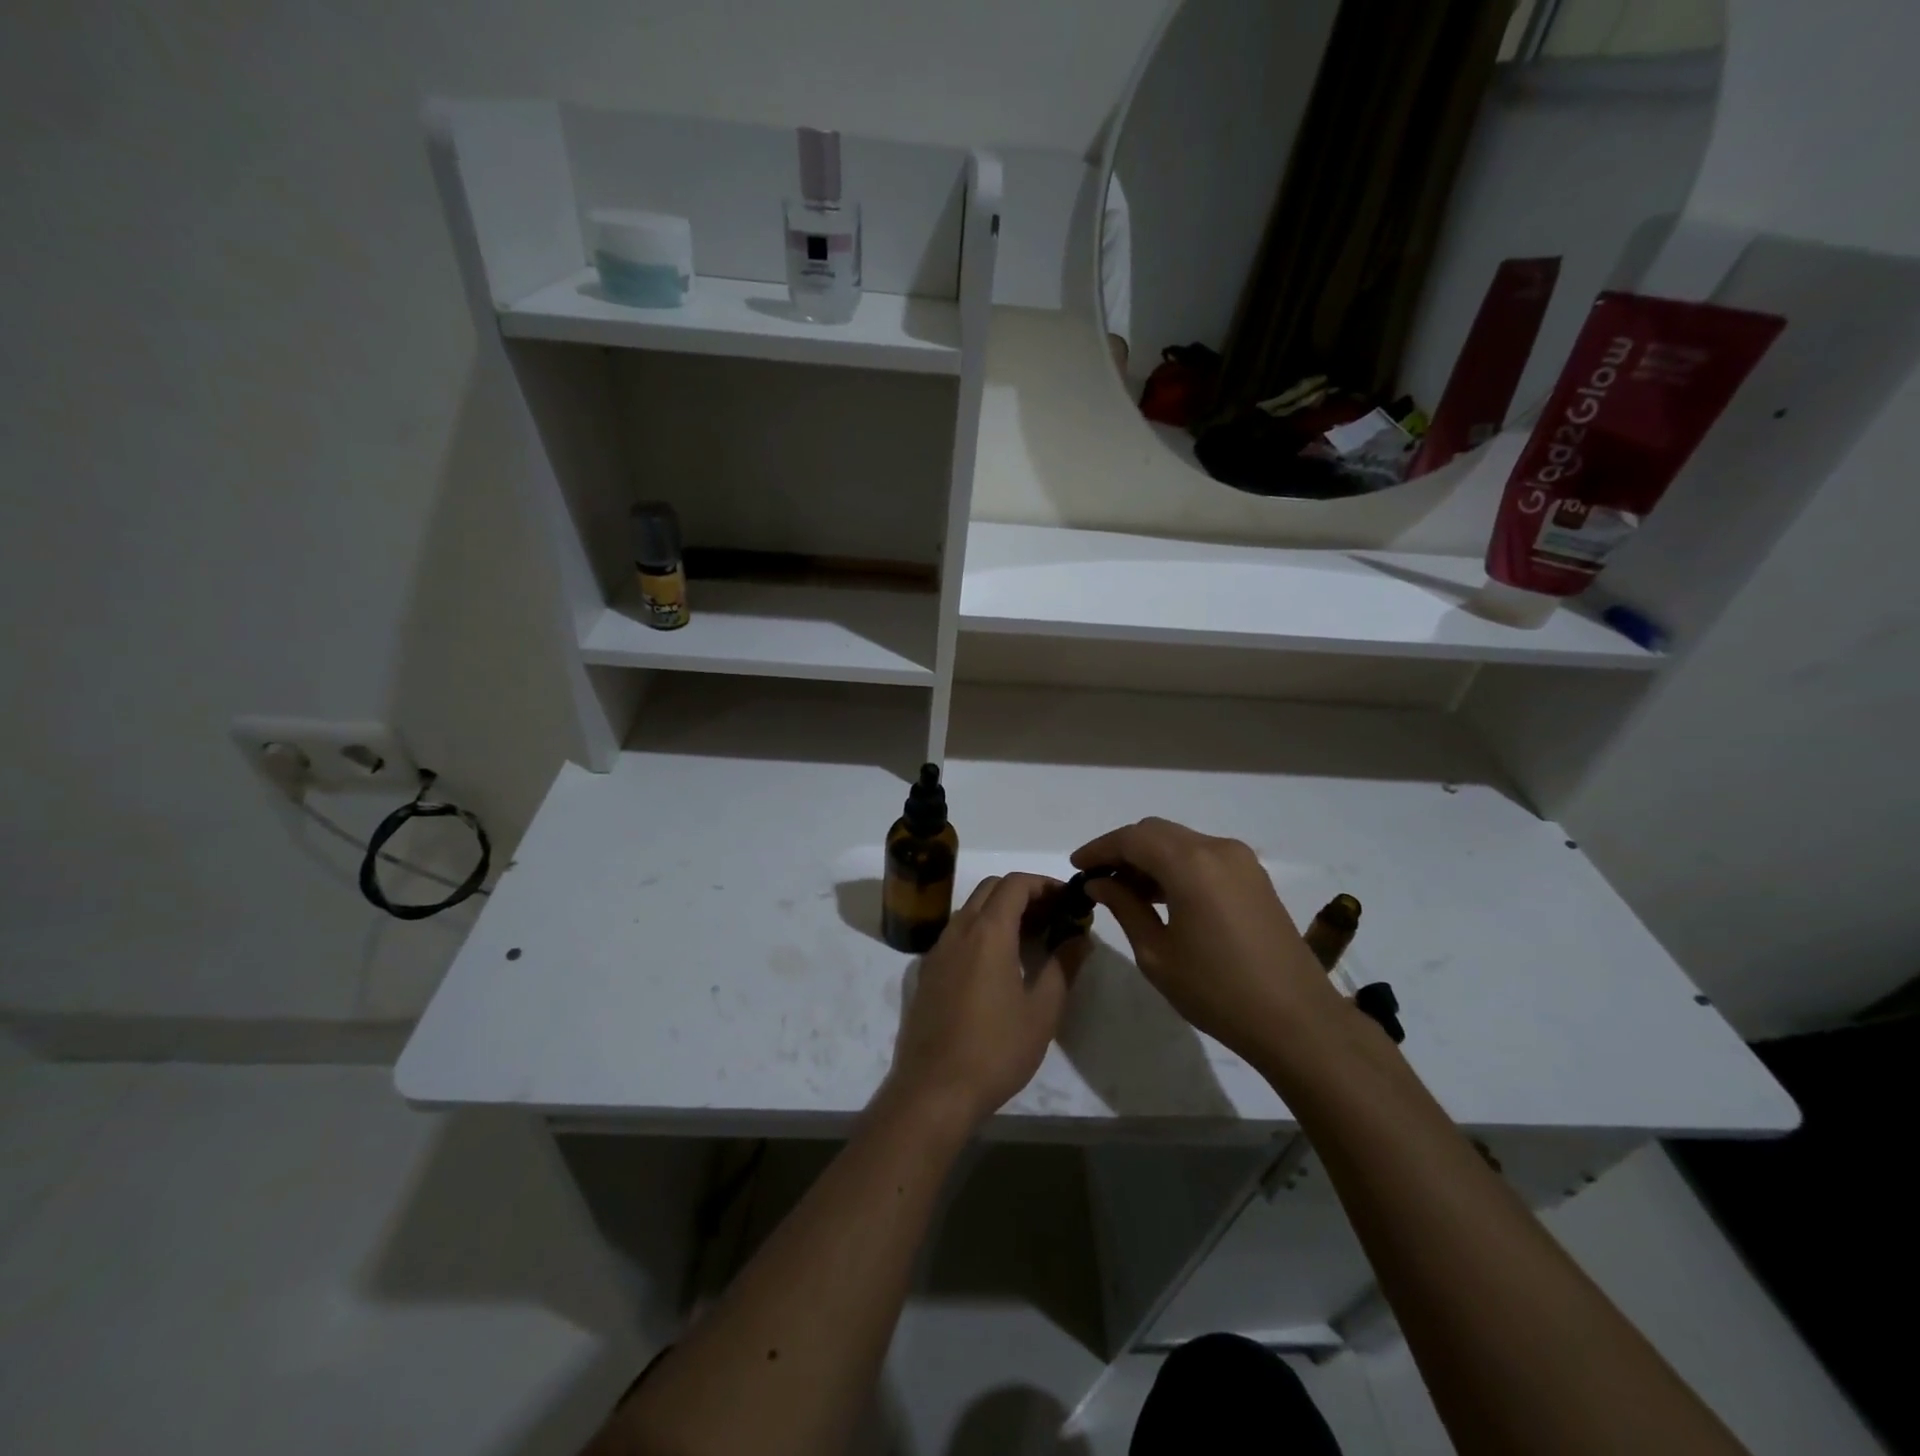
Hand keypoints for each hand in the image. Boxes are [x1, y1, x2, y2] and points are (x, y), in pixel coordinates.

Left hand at [887, 873, 1086, 1128]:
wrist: (934, 1090)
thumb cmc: (995, 1049)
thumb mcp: (1042, 1011)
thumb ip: (1062, 966)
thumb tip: (1079, 938)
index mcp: (988, 932)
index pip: (1015, 883)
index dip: (1044, 883)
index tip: (1067, 898)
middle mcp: (958, 930)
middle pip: (990, 889)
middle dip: (1023, 892)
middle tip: (1052, 916)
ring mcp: (938, 950)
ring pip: (971, 909)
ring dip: (1001, 911)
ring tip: (1031, 938)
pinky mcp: (927, 972)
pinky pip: (957, 934)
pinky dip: (981, 931)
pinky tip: (999, 963)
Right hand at [1071, 818, 1342, 1064]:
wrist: (1297, 1020)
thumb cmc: (1217, 991)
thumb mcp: (1157, 954)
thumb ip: (1125, 908)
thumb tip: (1100, 883)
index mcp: (1190, 864)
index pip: (1131, 838)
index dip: (1099, 849)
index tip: (1076, 867)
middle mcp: (1217, 848)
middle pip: (1156, 832)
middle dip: (1123, 850)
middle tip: (1098, 880)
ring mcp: (1241, 861)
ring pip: (1181, 841)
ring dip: (1149, 858)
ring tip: (1125, 892)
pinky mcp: (1254, 877)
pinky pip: (1203, 856)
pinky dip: (1176, 866)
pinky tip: (1162, 896)